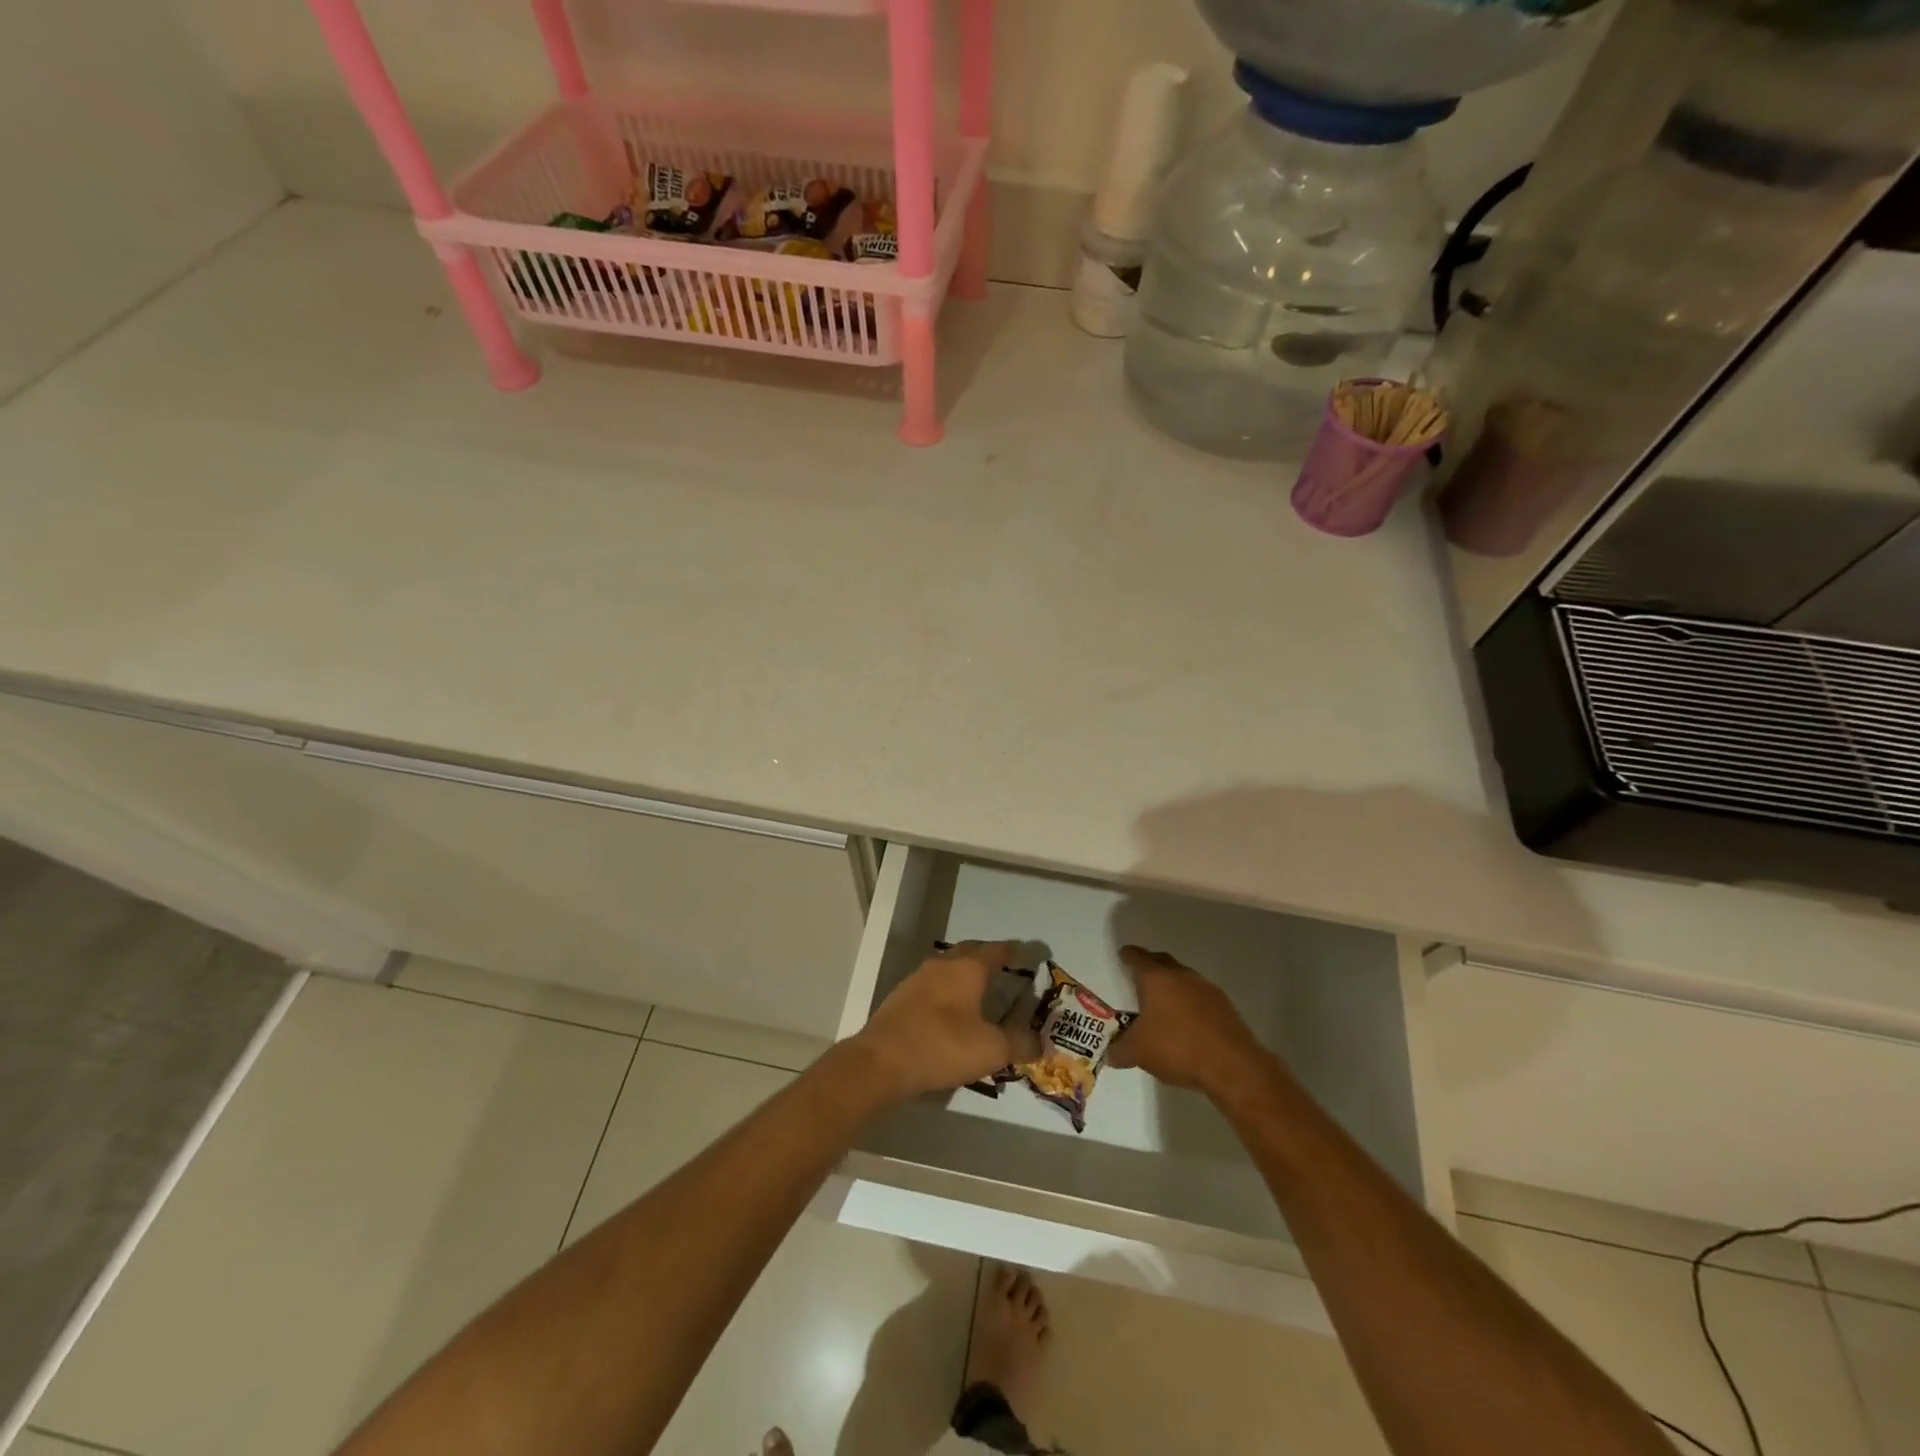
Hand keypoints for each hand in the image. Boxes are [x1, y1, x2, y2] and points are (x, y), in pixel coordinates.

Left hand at [852, 941, 1024, 1100]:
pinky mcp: (901, 998)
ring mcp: (918, 979)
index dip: (1012, 951)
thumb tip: (1041, 1043)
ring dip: (964, 974)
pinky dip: (947, 992)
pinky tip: (950, 1012)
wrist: (882, 1061)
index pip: (996, 950)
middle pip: (970, 952)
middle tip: (1004, 970)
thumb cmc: (942, 1046)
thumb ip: (1019, 1043)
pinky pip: (932, 986)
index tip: (1025, 953)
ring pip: (948, 967)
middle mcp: (942, 965)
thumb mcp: (991, 1049)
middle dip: (987, 957)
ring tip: (978, 992)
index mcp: (967, 968)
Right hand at [1109, 945, 1268, 1096]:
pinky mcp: (1224, 1006)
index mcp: (1155, 978)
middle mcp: (1180, 975)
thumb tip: (1110, 1053)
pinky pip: (1200, 996)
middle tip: (1139, 976)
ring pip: (1183, 978)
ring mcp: (1206, 988)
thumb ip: (1119, 1050)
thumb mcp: (1138, 1053)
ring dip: (1172, 985)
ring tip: (1163, 1003)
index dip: (1127, 956)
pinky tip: (1187, 1022)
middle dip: (1149, 965)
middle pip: (1161, 961)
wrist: (1232, 1065)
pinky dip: (1189, 1002)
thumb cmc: (1177, 1048)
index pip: (1137, 957)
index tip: (1122, 956)